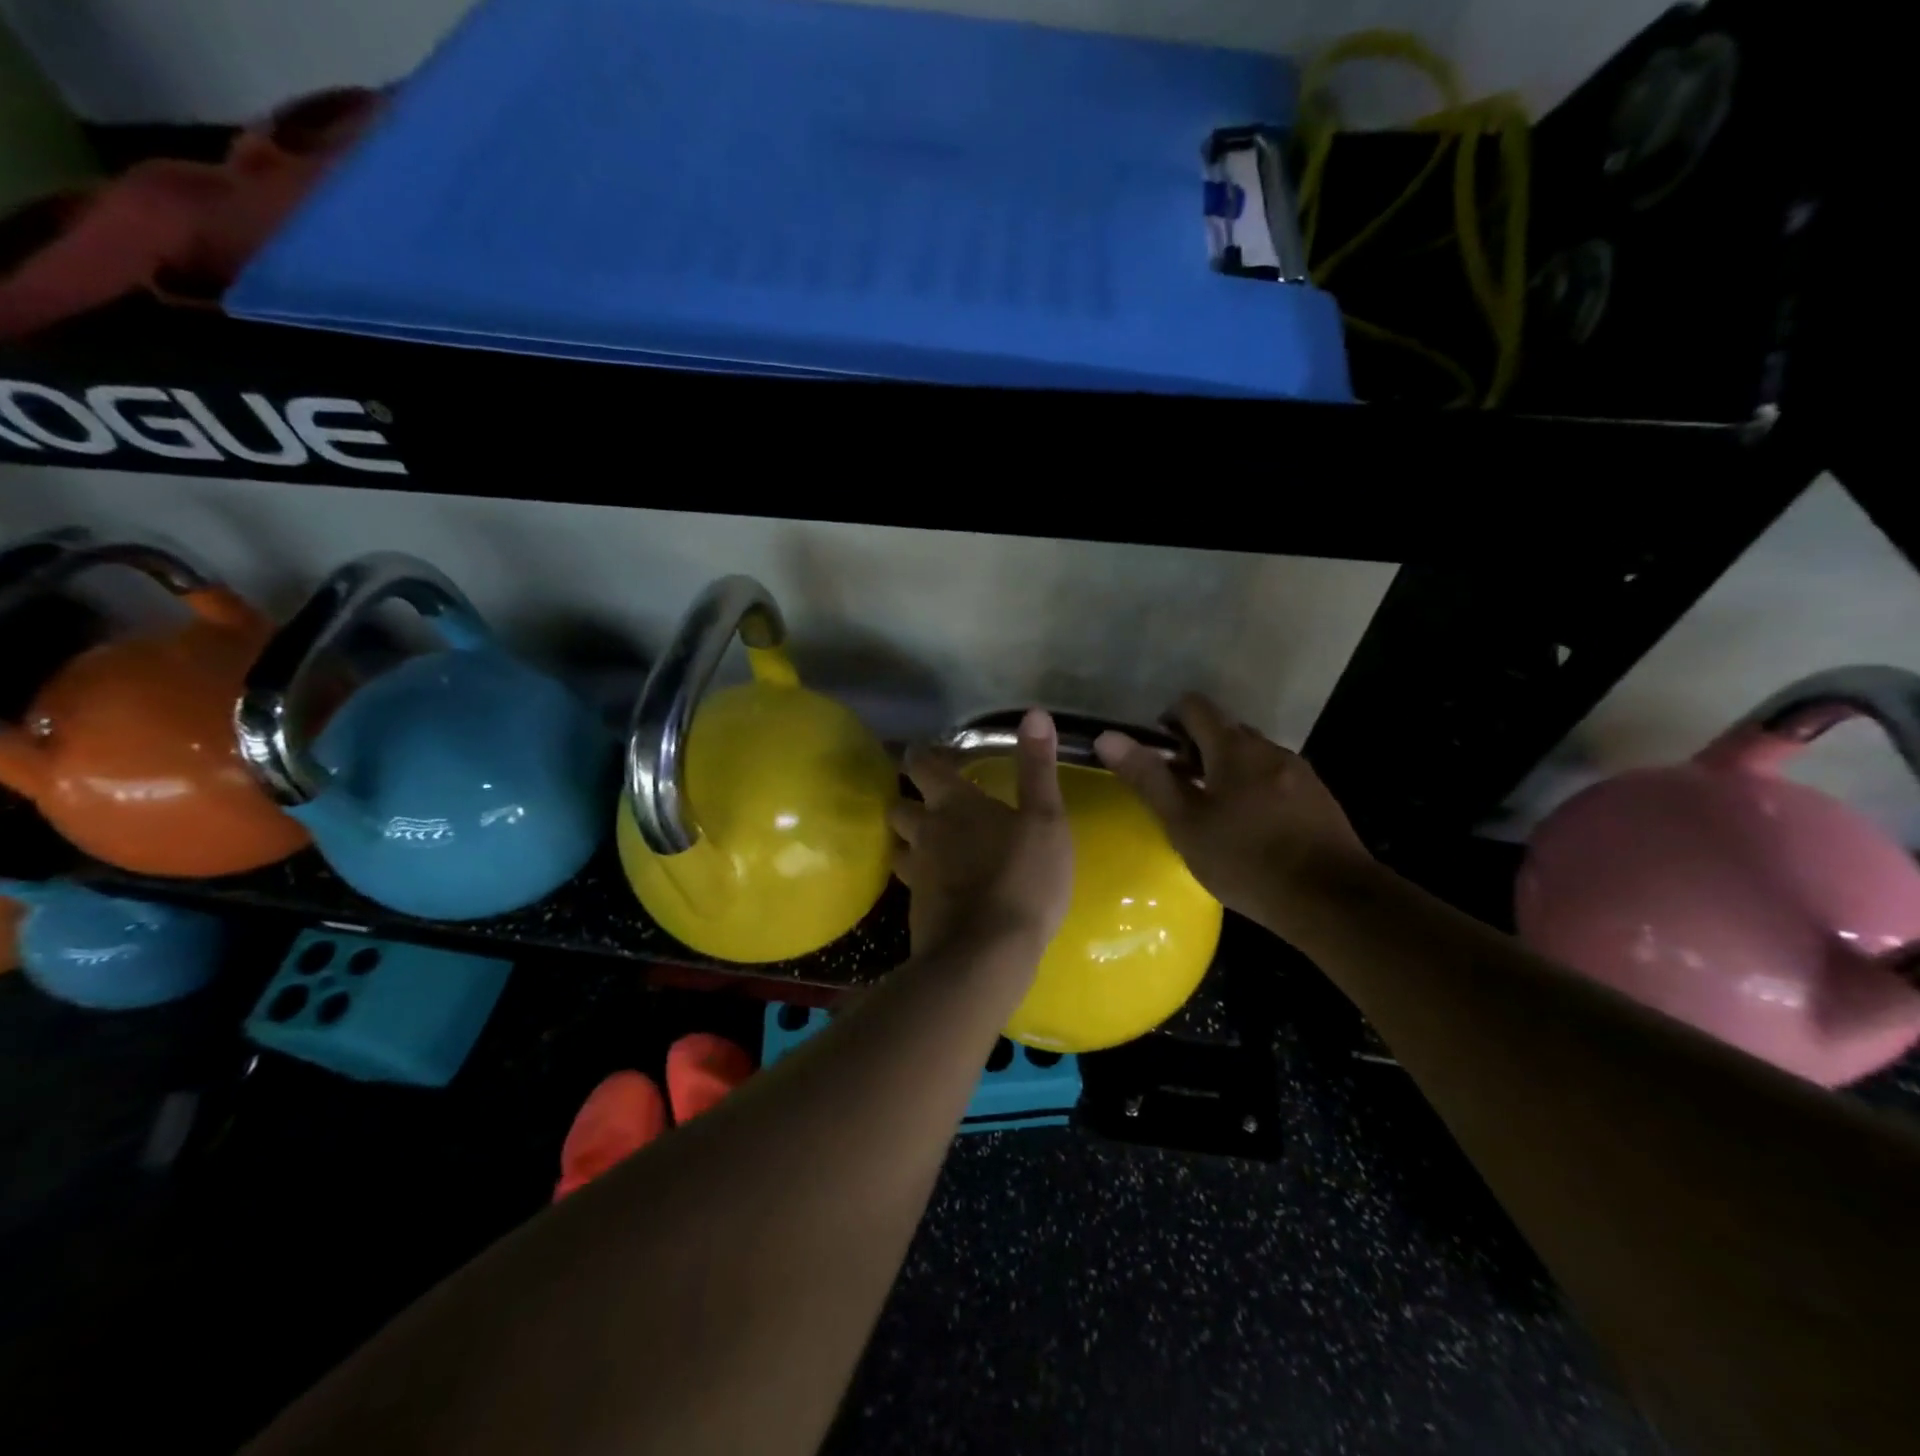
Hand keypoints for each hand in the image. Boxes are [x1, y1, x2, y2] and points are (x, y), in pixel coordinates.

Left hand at [889, 707, 1073, 961]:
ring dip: (908, 841)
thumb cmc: (1023, 877)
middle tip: (927, 802)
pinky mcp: (916, 909)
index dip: (920, 756)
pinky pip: (910, 883)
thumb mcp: (1045, 819)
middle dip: (907, 800)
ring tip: (927, 844)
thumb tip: (1035, 714)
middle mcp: (926, 832)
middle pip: (899, 806)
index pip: (922, 765)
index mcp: (954, 804)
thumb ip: (1037, 768)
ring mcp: (917, 873)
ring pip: (898, 846)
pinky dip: (919, 878)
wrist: (987, 953)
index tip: (924, 754)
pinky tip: (938, 887)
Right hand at [1093, 693, 1372, 942]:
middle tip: (1176, 786)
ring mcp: (1299, 772)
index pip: (1195, 706)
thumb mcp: (1185, 823)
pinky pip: (1274, 778)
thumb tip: (1107, 737)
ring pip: (1251, 756)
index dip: (1169, 718)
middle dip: (1196, 747)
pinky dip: (1253, 788)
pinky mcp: (1318, 798)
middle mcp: (1269, 748)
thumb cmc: (1246, 860)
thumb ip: (1148, 778)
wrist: (1333, 900)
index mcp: (1234, 747)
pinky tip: (1249, 827)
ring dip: (1225, 769)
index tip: (1156, 750)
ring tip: (1210, 810)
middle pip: (1225, 729)